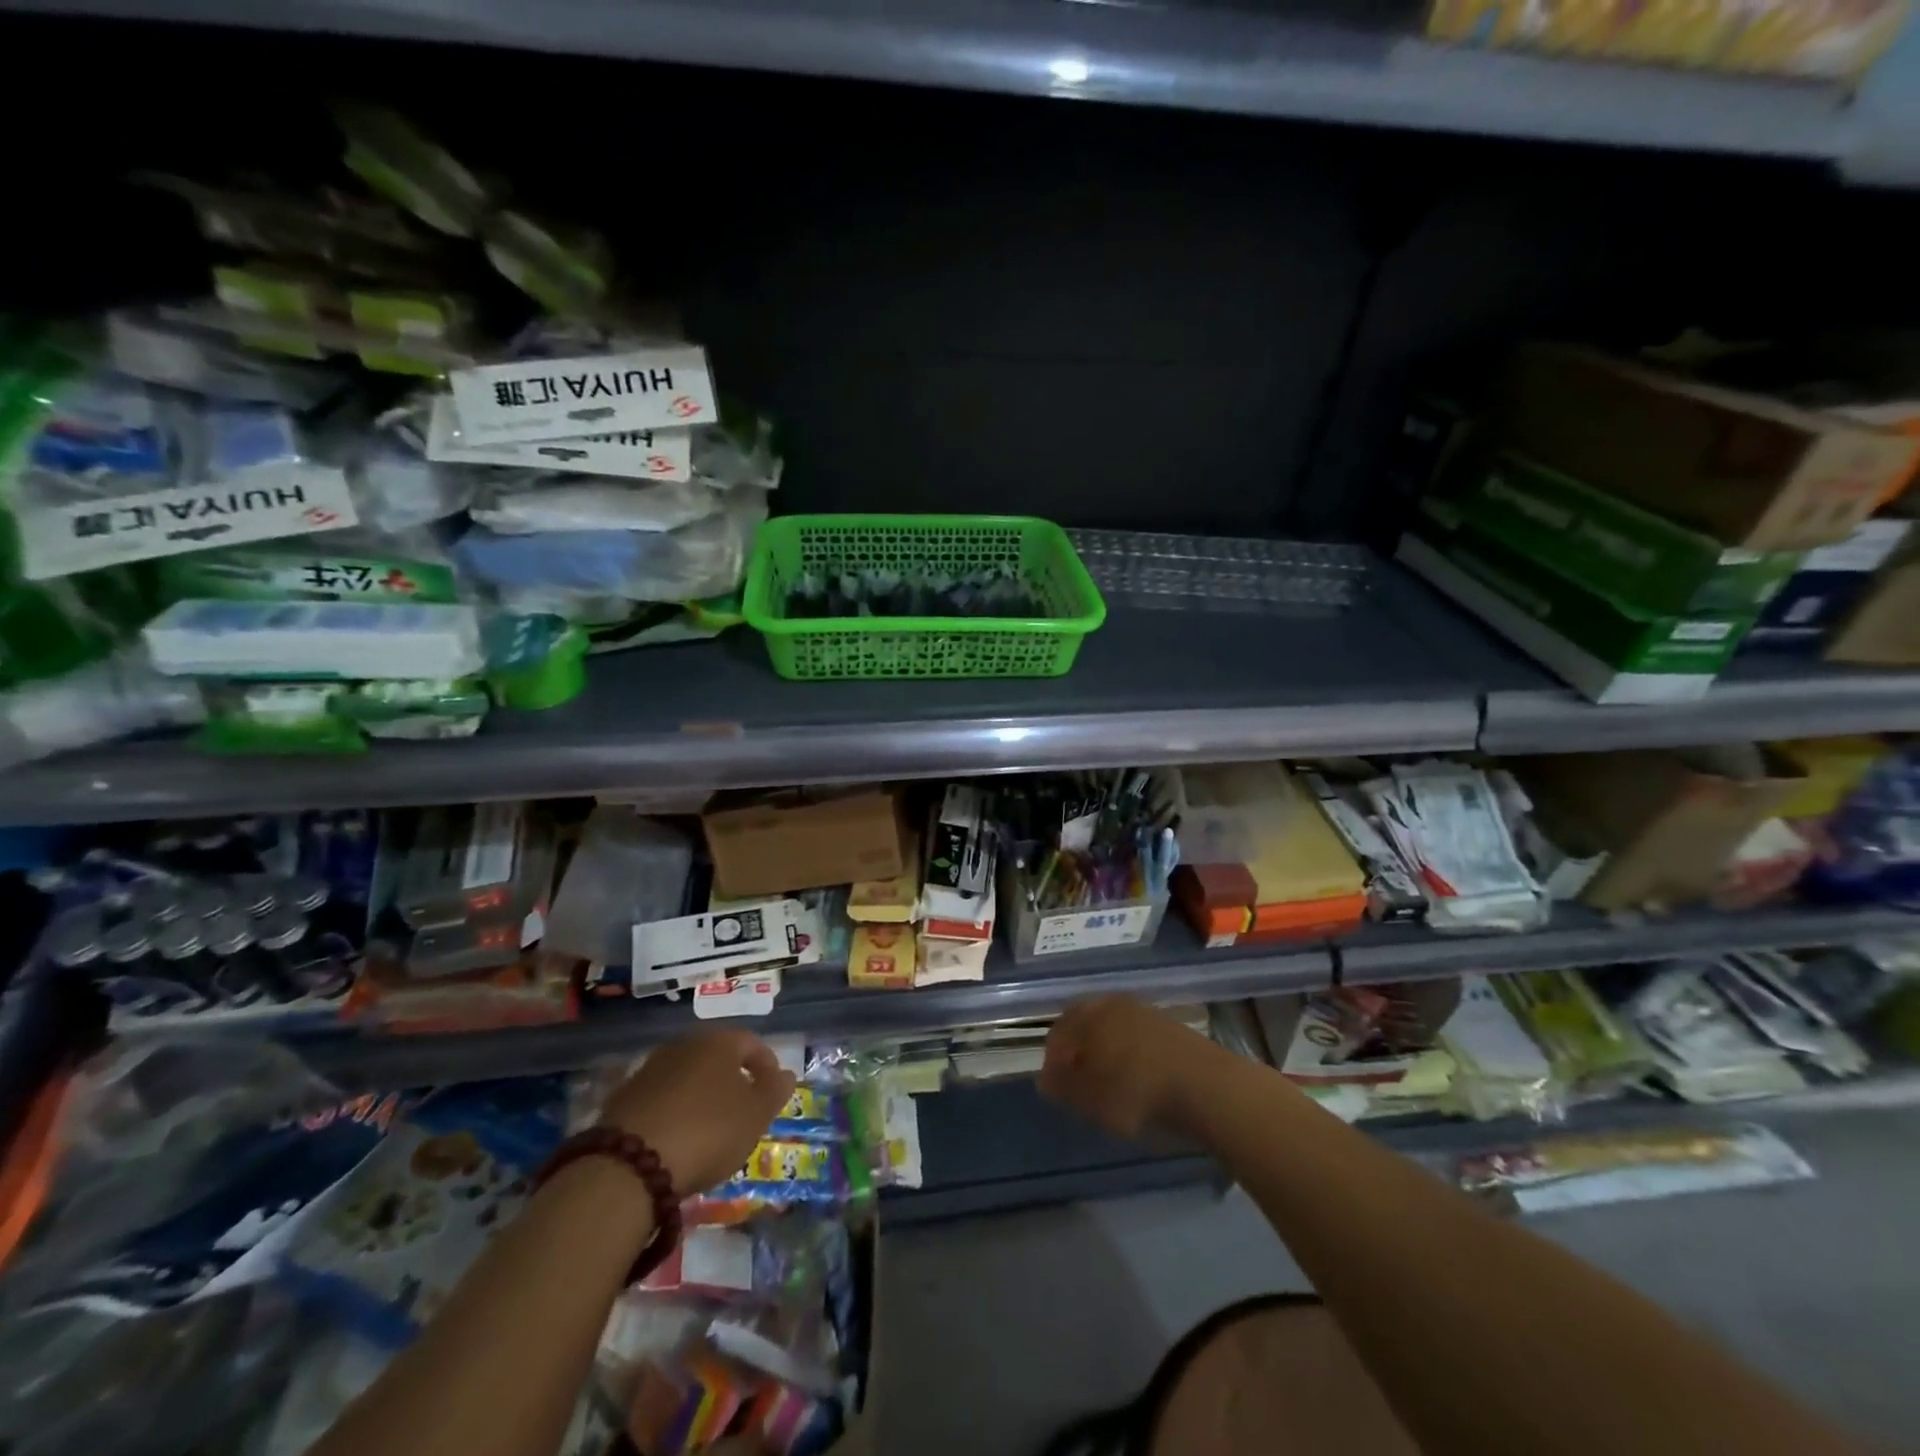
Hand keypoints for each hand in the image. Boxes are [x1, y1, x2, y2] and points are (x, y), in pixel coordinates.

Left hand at [600, 1029, 795, 1194]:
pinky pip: (660, 1100)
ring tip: (708, 1132)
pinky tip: (676, 1141)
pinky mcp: (623, 1098)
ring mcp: (649, 1069)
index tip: (772, 1093)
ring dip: (700, 1098)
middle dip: (731, 1082)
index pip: (751, 1043)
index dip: (767, 1067)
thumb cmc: (708, 1130)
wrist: (629, 1163)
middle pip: (716, 1059)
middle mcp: (683, 1045)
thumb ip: (774, 1091)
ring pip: (686, 1078)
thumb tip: (784, 1074)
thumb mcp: (755, 1115)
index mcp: (718, 1041)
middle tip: (742, 1113)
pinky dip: (673, 1113)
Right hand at [1040, 995, 1221, 1140]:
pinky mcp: (1170, 1026)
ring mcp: (1145, 1012)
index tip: (1054, 1087)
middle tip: (1078, 1082)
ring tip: (1107, 1082)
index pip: (1059, 1032)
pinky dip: (1127, 1052)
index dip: (1052, 1060)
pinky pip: (1136, 1035)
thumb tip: (1045, 1079)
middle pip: (1085, 1023)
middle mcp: (1114, 1004)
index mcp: (1090, 1015)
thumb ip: (1063, 1086)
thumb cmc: (1138, 1092)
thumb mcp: (1091, 1098)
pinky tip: (1135, 1077)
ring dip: (1103, 1050)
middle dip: (1077, 1050)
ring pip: (1112, 1027)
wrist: (1207, 1088)